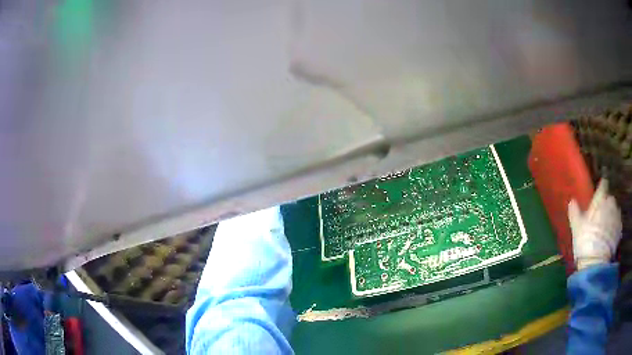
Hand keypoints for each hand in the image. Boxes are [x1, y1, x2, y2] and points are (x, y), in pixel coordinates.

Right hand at [568, 179, 621, 269]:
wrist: (596, 262)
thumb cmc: (585, 241)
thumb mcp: (576, 227)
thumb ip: (575, 212)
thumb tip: (572, 201)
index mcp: (601, 199)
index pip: (603, 185)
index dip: (602, 187)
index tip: (600, 190)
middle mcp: (611, 203)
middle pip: (610, 199)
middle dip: (606, 205)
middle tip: (600, 216)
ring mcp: (617, 216)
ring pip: (614, 211)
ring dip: (611, 216)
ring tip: (605, 229)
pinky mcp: (620, 230)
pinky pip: (617, 224)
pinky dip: (614, 228)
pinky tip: (609, 237)